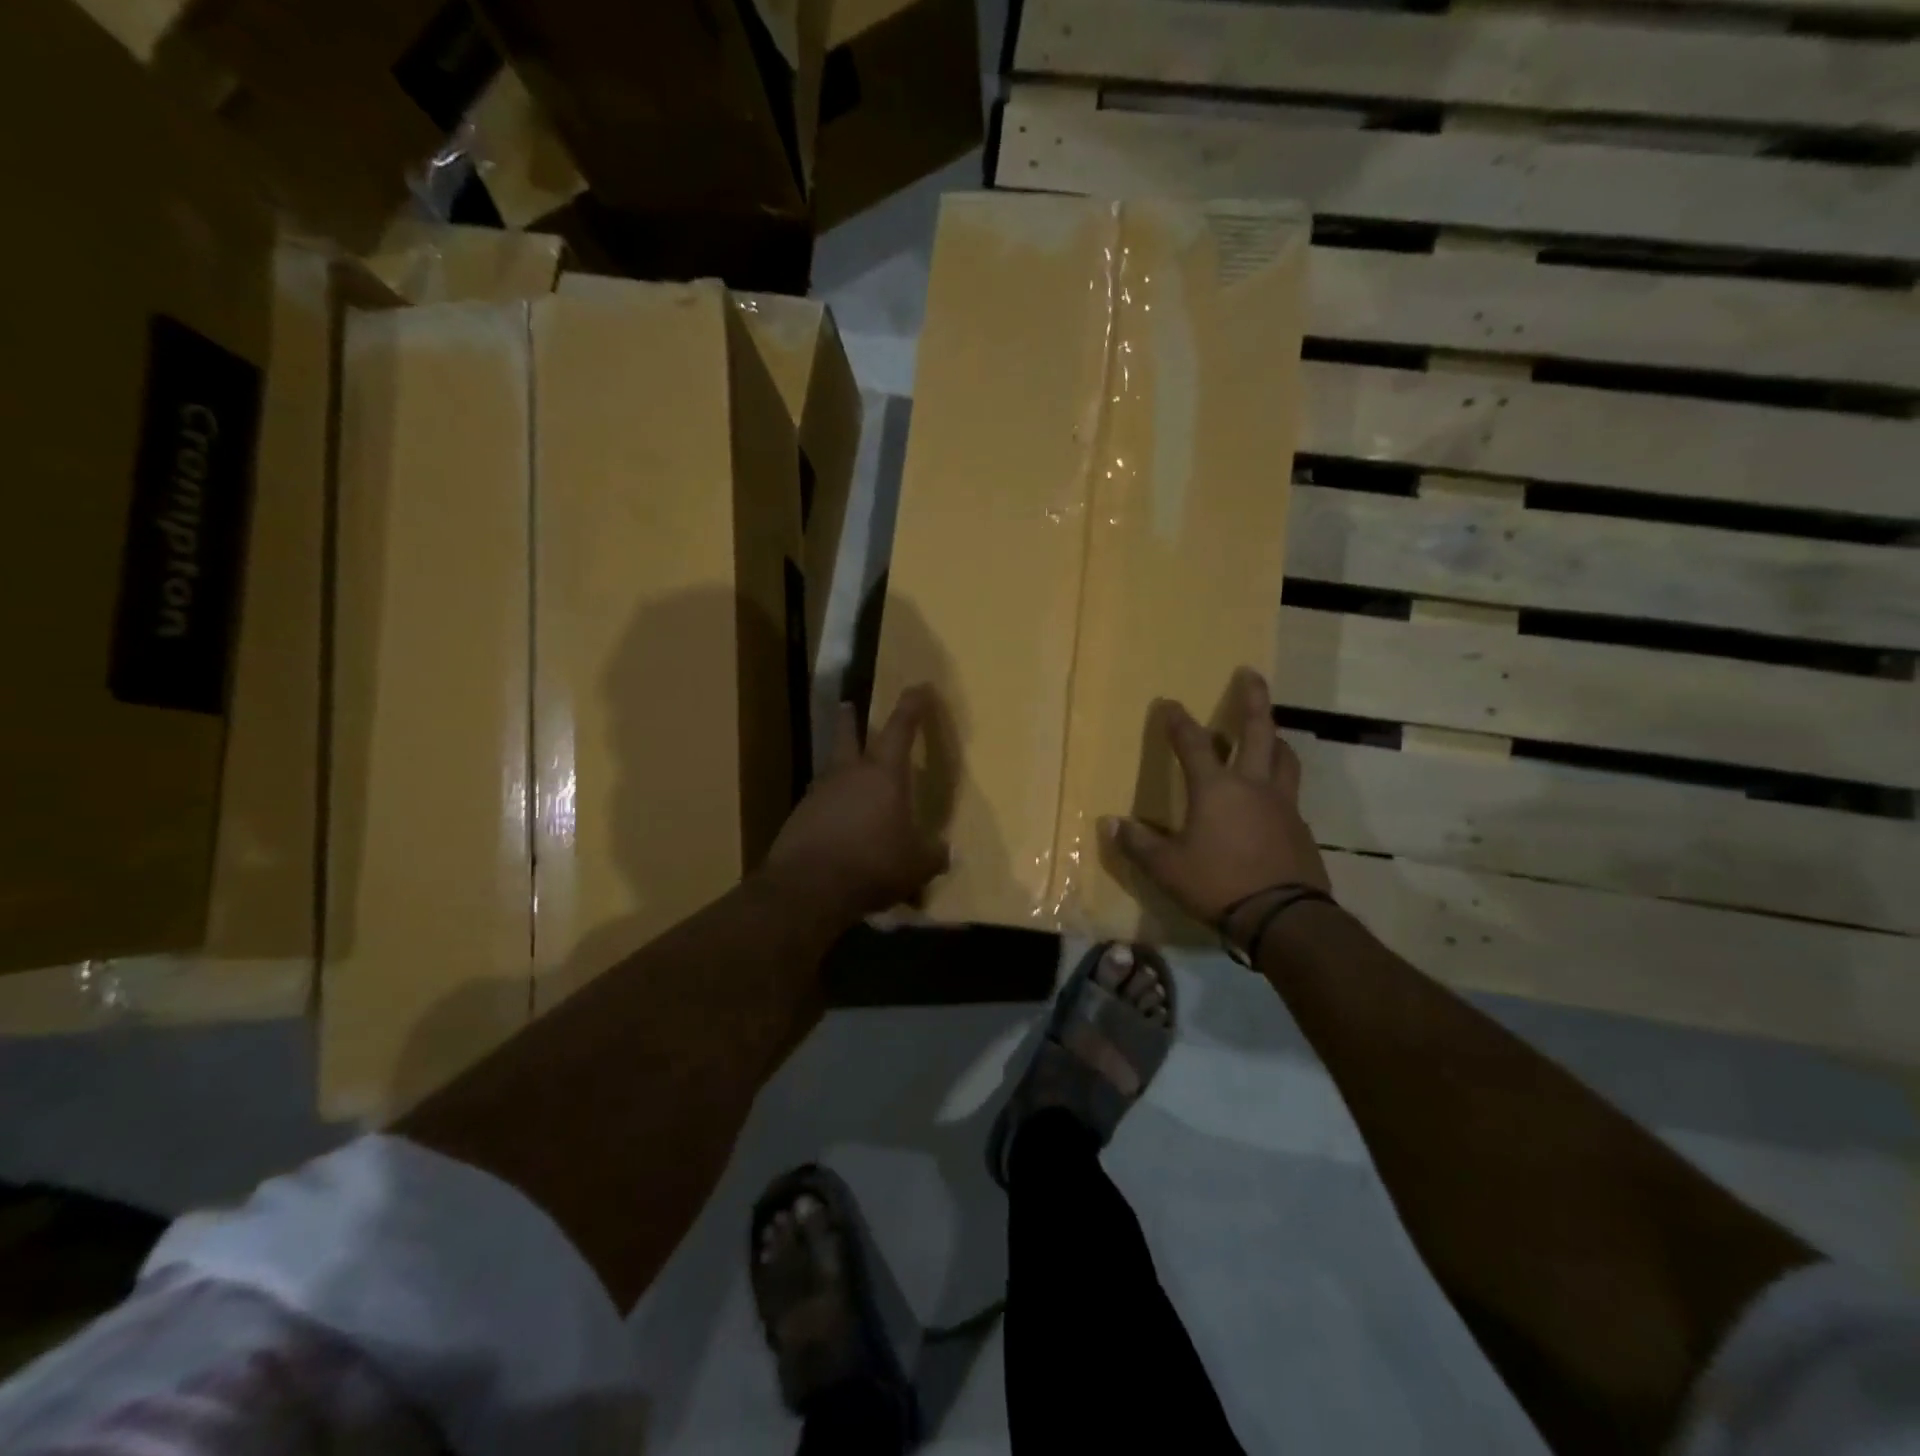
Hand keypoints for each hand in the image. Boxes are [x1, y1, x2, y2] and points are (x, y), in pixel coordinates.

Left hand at [761, 685, 950, 924]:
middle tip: (848, 705)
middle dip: (850, 719)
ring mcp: (818, 794)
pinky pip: (820, 805)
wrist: (808, 887)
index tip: (919, 686)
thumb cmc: (873, 864)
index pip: (901, 728)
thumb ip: (932, 855)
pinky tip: (837, 827)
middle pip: (848, 735)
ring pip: (831, 770)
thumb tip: (945, 853)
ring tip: (847, 777)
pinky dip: (830, 809)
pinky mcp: (799, 818)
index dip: (912, 706)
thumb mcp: (916, 865)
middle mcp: (849, 774)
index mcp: (884, 774)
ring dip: (840, 768)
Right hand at [1101, 669, 1328, 937]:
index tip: (1168, 703)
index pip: (1192, 743)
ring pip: (1285, 757)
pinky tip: (1273, 796)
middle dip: (1253, 699)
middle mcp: (1253, 785)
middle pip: (1258, 731)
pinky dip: (1281, 781)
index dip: (1177, 721)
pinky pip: (1291, 792)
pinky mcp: (1300, 827)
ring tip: (1271, 731)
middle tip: (1251, 673)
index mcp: (1216, 788)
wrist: (1283, 916)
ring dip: (1275, 737)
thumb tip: (1110, 823)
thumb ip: (1138, 843)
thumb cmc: (1218, 884)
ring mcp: (1282, 804)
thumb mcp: (1167, 868)